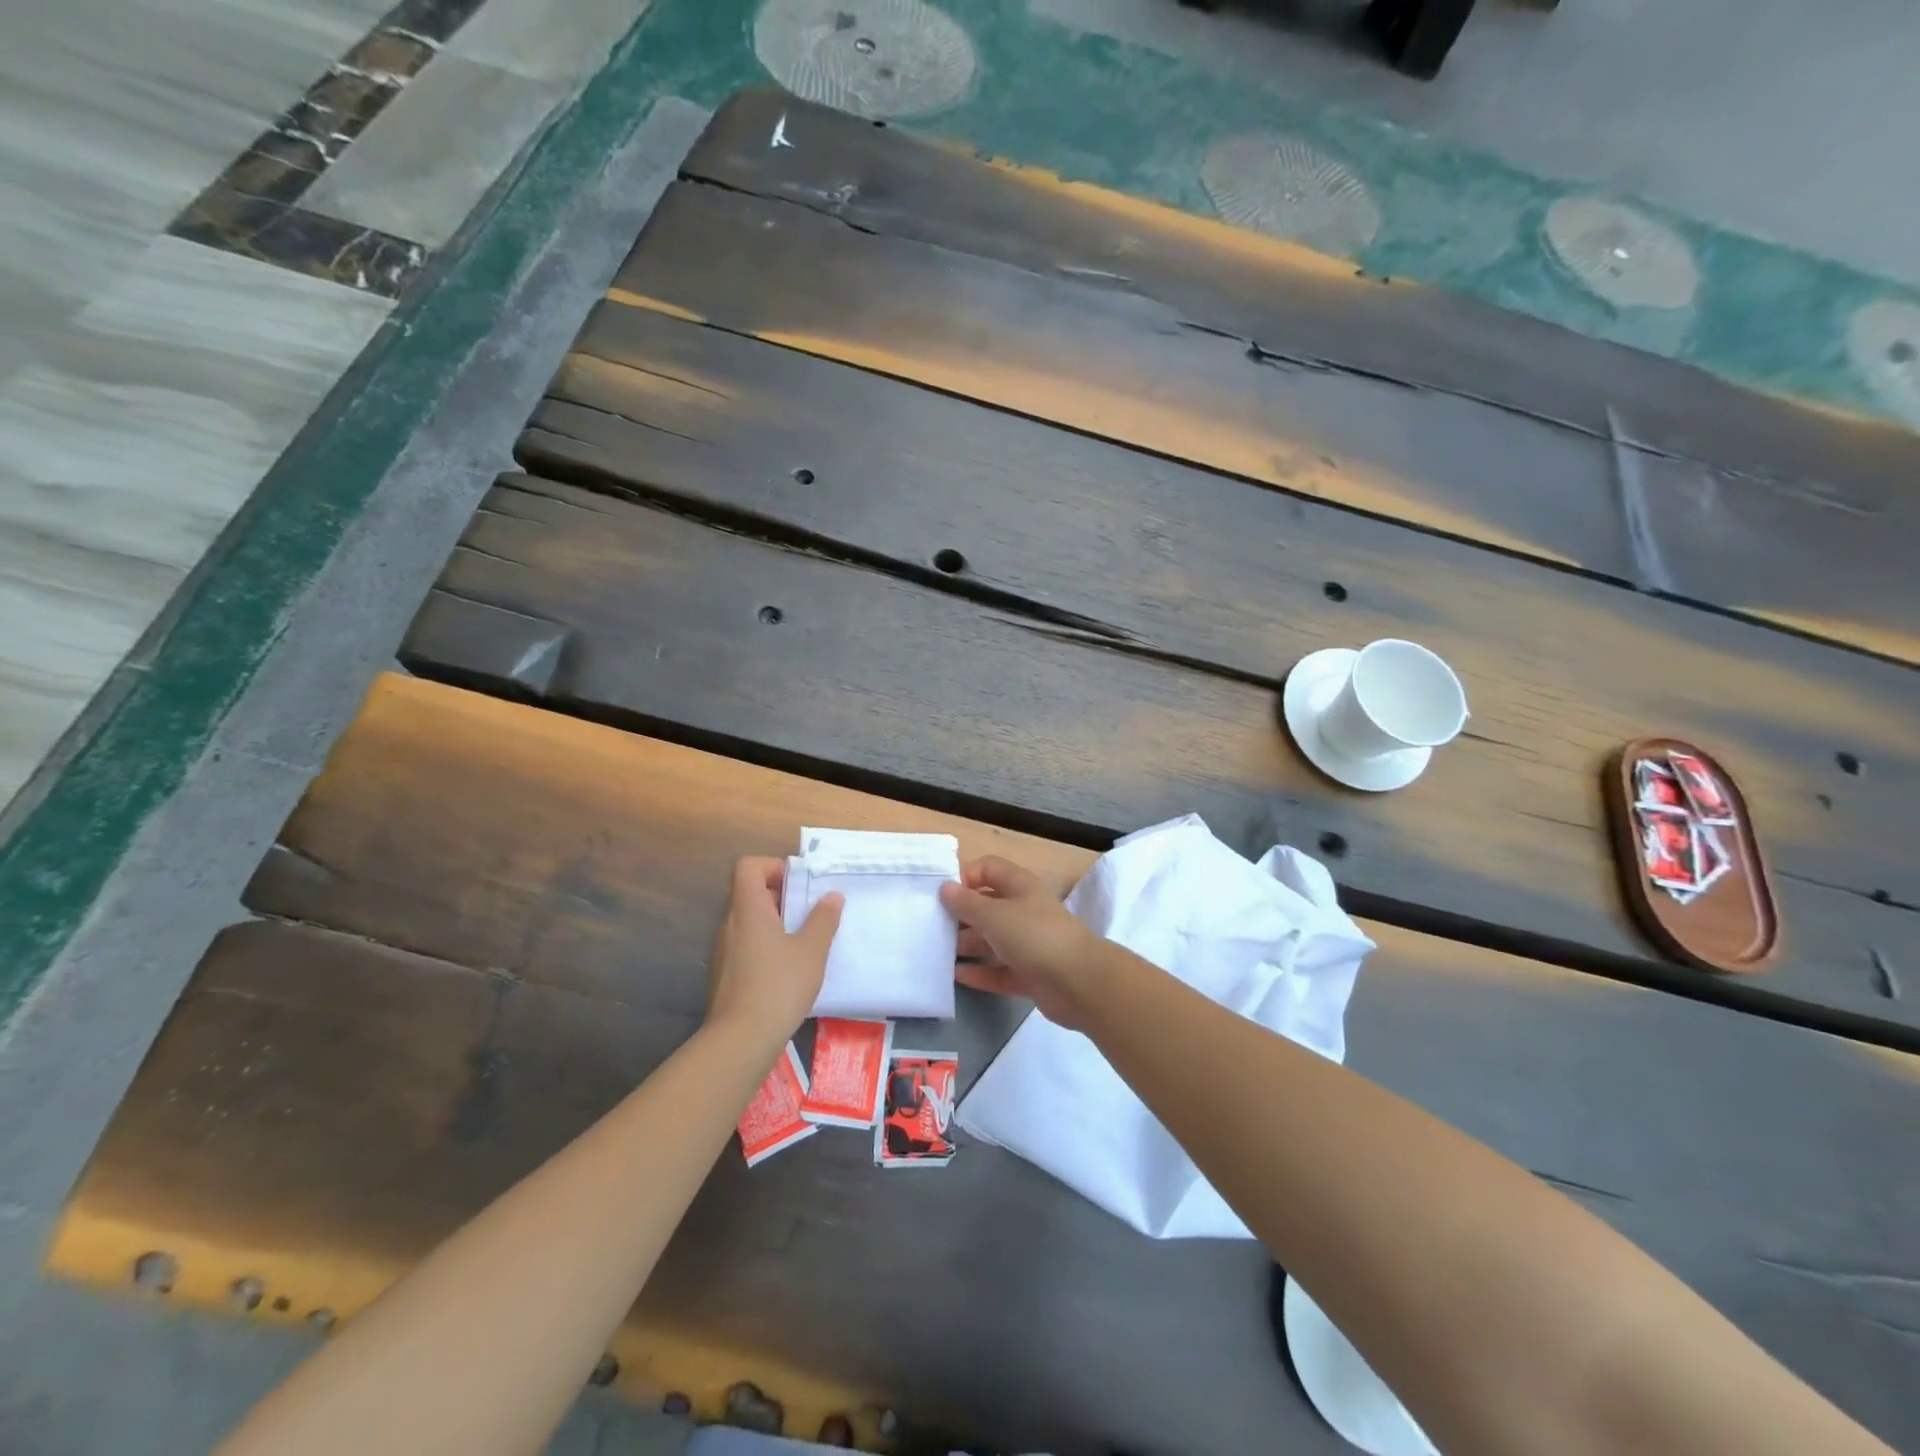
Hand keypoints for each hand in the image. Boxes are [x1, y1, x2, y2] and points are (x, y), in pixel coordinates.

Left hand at [706, 857, 842, 1044]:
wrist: (741, 1040)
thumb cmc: (779, 985)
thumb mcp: (812, 950)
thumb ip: (823, 919)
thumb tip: (832, 896)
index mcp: (749, 909)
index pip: (748, 867)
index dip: (773, 866)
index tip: (798, 883)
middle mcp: (730, 924)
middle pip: (749, 892)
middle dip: (780, 895)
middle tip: (809, 911)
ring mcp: (724, 951)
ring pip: (748, 921)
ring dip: (775, 922)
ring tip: (804, 940)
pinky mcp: (725, 975)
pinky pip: (746, 945)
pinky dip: (766, 945)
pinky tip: (788, 968)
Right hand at [940, 856, 1099, 1029]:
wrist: (1080, 983)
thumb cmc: (1035, 936)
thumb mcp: (995, 915)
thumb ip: (967, 903)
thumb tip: (946, 887)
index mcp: (1021, 886)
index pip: (989, 869)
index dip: (965, 876)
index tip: (941, 894)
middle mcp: (1025, 911)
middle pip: (988, 906)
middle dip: (962, 915)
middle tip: (933, 926)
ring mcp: (1030, 944)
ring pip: (993, 940)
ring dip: (968, 945)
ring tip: (939, 952)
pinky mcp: (1031, 974)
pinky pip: (1000, 970)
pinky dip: (981, 972)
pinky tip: (957, 976)